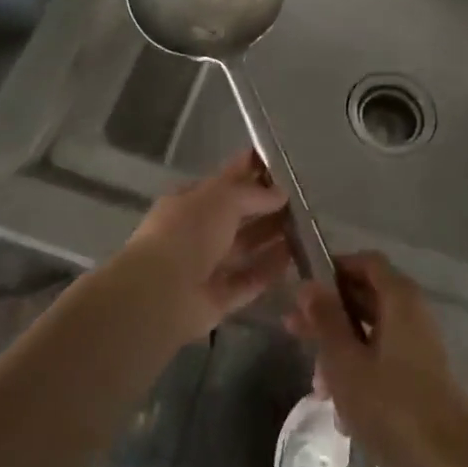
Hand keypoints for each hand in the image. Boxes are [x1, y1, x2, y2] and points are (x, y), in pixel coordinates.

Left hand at [117, 152, 291, 345]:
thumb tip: (281, 192)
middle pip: (237, 216)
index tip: (281, 167)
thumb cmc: (188, 231)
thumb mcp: (222, 197)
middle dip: (265, 207)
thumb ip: (253, 193)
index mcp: (190, 201)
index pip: (225, 181)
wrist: (162, 292)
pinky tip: (294, 260)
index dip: (250, 172)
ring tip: (305, 228)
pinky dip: (269, 270)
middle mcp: (197, 232)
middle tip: (302, 200)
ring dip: (271, 238)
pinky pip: (248, 280)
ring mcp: (206, 267)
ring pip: (244, 248)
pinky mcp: (218, 299)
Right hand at [287, 252, 467, 466]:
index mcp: (401, 299)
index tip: (304, 289)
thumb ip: (326, 320)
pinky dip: (360, 375)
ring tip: (317, 386)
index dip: (334, 268)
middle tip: (294, 331)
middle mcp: (414, 316)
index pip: (366, 262)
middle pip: (367, 297)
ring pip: (372, 333)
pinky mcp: (422, 382)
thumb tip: (308, 284)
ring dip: (341, 351)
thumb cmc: (391, 409)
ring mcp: (421, 350)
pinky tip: (342, 413)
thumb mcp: (346, 362)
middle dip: (330, 315)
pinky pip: (384, 362)